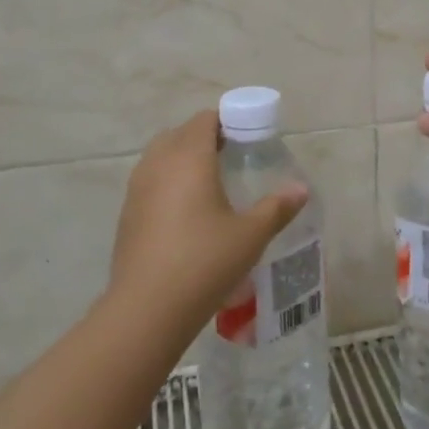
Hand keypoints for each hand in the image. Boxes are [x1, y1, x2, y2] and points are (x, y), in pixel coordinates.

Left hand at [110, 111, 308, 330]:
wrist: (148, 308)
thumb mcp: (250, 235)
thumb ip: (277, 208)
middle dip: (204, 138)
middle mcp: (159, 164)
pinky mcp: (127, 213)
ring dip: (182, 159)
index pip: (204, 120)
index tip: (246, 137)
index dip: (225, 121)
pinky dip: (167, 182)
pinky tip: (185, 212)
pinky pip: (149, 181)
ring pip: (160, 156)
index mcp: (189, 158)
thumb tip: (301, 189)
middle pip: (180, 134)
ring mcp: (137, 188)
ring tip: (209, 183)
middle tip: (231, 157)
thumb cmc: (205, 262)